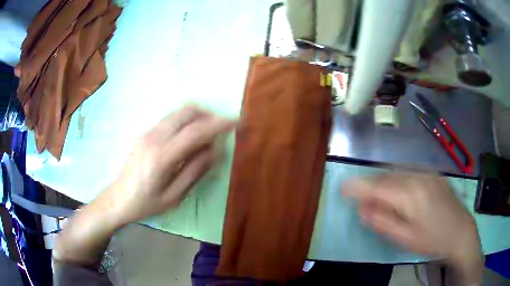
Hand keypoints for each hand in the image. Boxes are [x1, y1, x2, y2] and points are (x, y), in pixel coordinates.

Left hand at [101, 105, 234, 225]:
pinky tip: (190, 137)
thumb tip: (216, 150)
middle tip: (221, 129)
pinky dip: (186, 121)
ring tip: (208, 134)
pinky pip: (171, 119)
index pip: (195, 131)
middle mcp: (154, 137)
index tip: (236, 121)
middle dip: (208, 115)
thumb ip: (195, 171)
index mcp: (162, 156)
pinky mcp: (146, 133)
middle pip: (186, 112)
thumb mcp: (174, 196)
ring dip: (198, 116)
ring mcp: (148, 132)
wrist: (118, 198)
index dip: (218, 124)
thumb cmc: (146, 203)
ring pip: (178, 112)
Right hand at [342, 173, 481, 266]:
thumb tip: (362, 208)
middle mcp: (418, 176)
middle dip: (369, 185)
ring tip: (377, 196)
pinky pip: (408, 172)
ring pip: (397, 173)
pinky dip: (396, 179)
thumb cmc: (432, 240)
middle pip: (386, 177)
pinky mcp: (433, 174)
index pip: (377, 186)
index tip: (342, 188)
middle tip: (360, 198)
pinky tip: (398, 191)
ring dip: (383, 182)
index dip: (358, 186)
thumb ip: (382, 221)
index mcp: (411, 194)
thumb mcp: (405, 238)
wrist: (460, 232)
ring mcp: (427, 173)